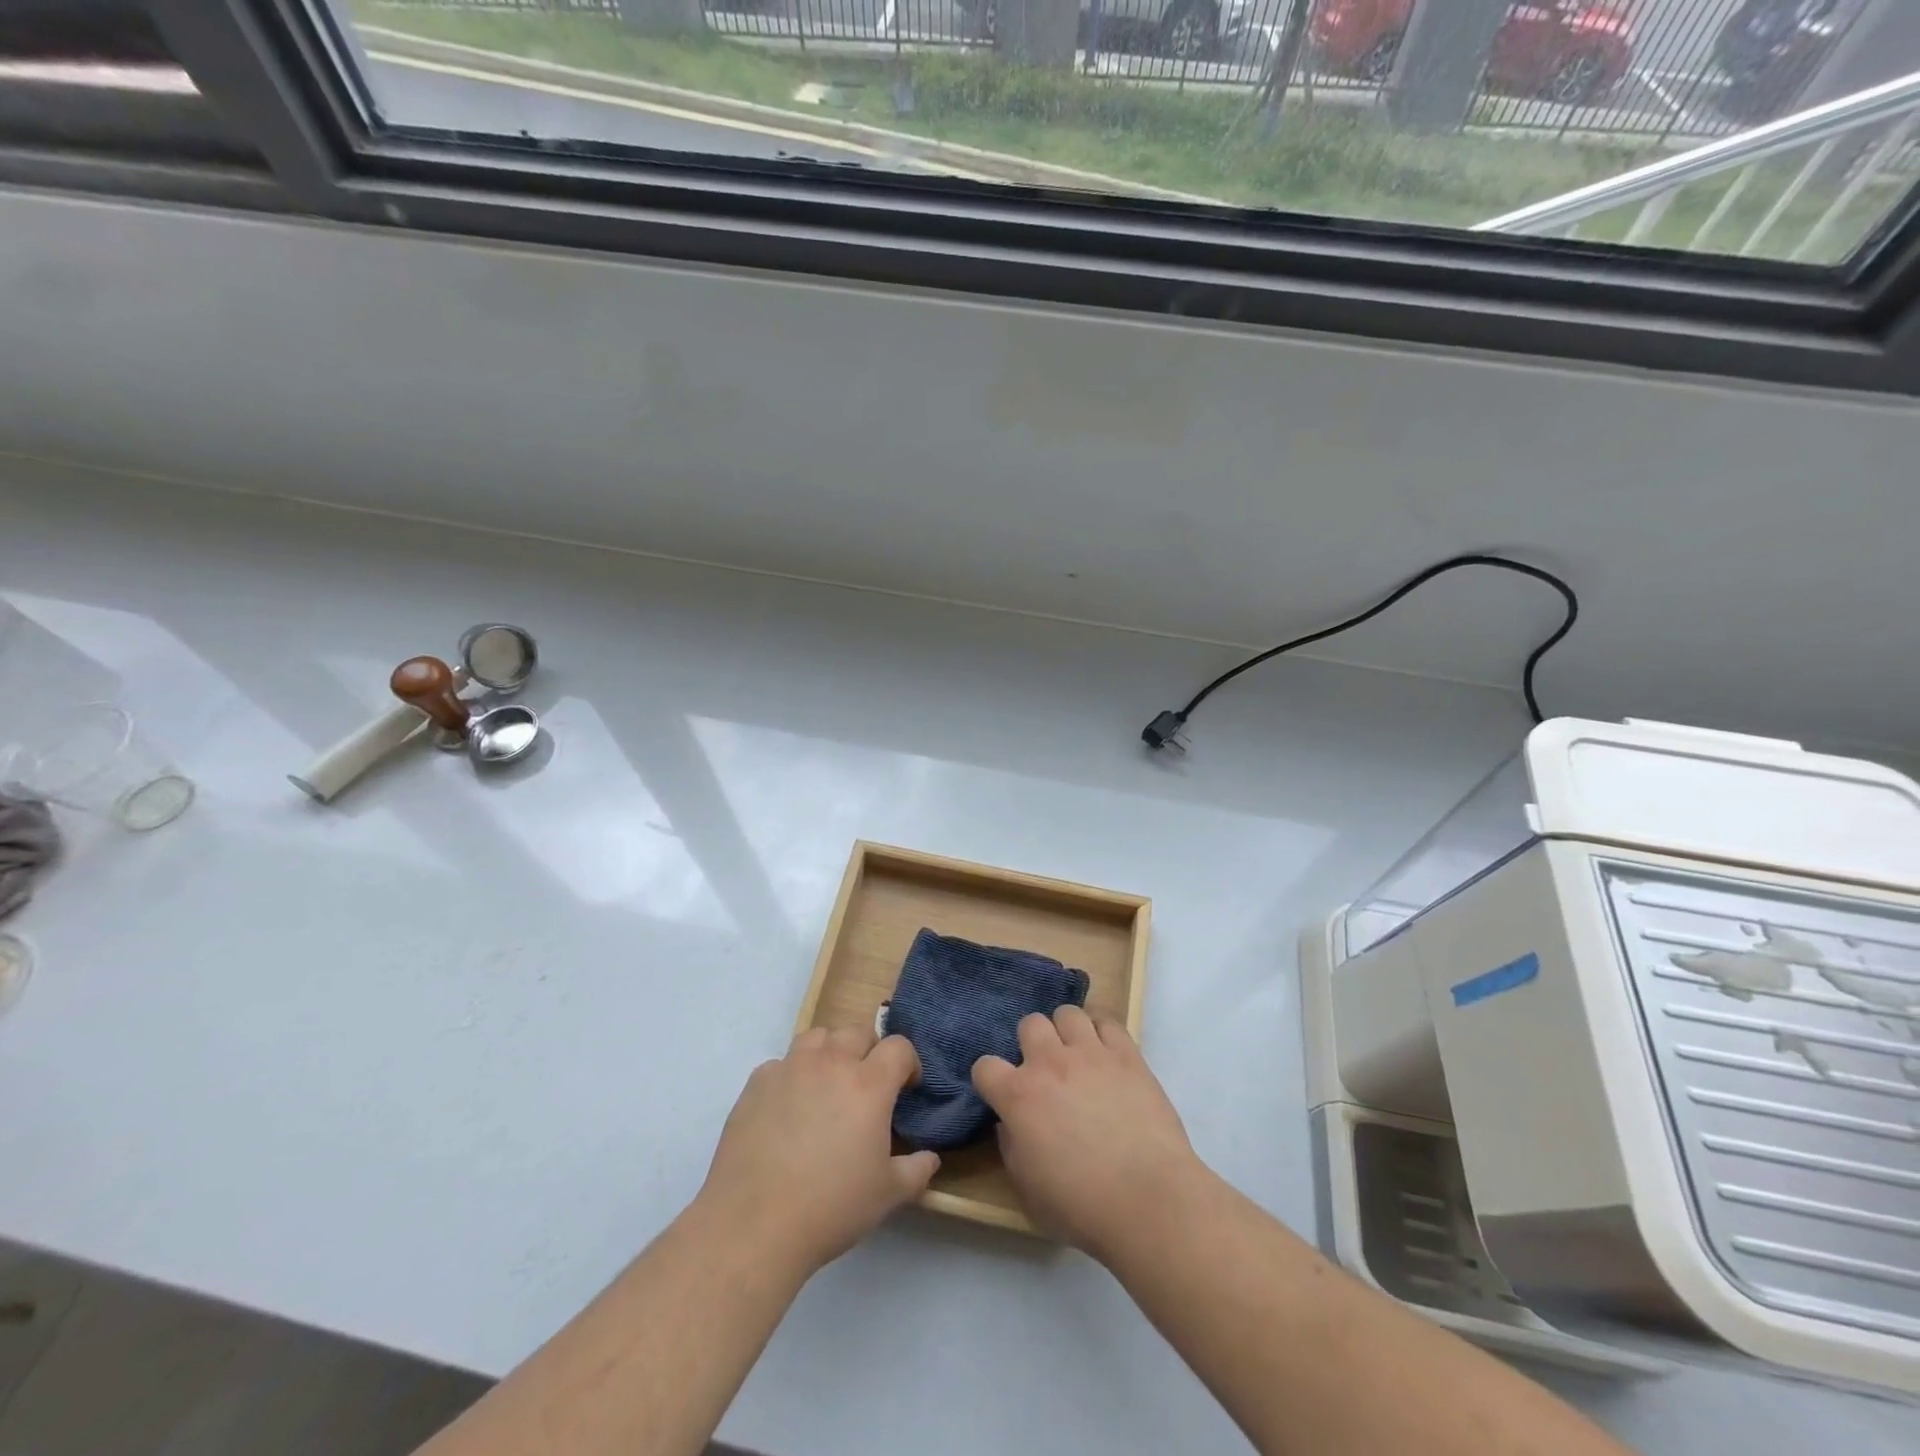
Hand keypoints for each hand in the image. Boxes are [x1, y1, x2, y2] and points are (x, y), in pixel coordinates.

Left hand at [698, 1025, 939, 1275]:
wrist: (754, 1224)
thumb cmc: (831, 1207)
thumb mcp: (887, 1195)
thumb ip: (916, 1170)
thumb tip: (930, 1157)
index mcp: (869, 1084)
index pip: (899, 1047)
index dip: (908, 1063)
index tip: (906, 1087)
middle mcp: (831, 1063)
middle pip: (857, 1032)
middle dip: (869, 1052)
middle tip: (866, 1087)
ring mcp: (790, 1068)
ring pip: (817, 1037)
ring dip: (829, 1053)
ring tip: (826, 1086)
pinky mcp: (757, 1083)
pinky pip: (781, 1064)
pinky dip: (791, 1076)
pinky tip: (787, 1109)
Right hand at [972, 1006, 1204, 1263]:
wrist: (1148, 1200)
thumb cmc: (1082, 1206)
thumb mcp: (1027, 1189)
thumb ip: (1011, 1146)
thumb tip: (1011, 1123)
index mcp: (1018, 1096)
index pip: (984, 1066)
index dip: (989, 1080)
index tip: (1000, 1095)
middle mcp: (1049, 1063)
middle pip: (1029, 1024)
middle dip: (1031, 1044)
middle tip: (1045, 1071)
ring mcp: (1090, 1053)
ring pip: (1067, 1013)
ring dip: (1066, 1032)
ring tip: (1076, 1056)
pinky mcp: (1126, 1054)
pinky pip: (1107, 1022)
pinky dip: (1102, 1034)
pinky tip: (1106, 1055)